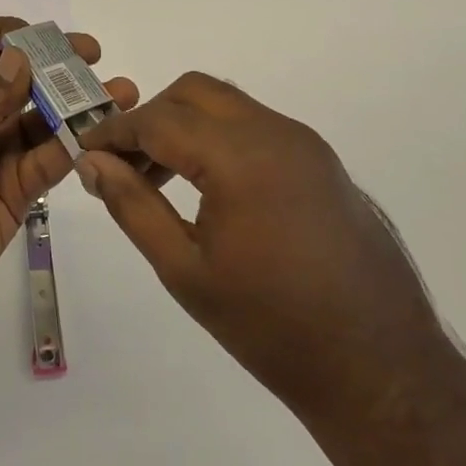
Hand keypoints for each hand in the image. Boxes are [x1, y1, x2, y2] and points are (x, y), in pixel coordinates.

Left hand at [0, 17, 138, 312]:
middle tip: (94, 56)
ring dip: (80, 105)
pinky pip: (53, 161)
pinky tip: (101, 136)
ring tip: (119, 94)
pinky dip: (76, 147)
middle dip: (60, 65)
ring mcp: (5, 150)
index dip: (17, 36)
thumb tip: (22, 58)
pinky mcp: (21, 188)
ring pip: (49, 119)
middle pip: (28, 79)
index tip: (49, 38)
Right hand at [76, 73, 443, 439]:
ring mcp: (306, 144)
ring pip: (228, 105)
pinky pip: (256, 126)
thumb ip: (132, 206)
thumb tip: (92, 162)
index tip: (84, 149)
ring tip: (160, 177)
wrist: (381, 372)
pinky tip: (209, 187)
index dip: (114, 132)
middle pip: (195, 92)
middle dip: (151, 117)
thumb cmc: (272, 328)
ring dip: (186, 124)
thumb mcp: (185, 271)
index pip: (159, 120)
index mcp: (241, 158)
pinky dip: (220, 138)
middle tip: (125, 163)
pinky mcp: (321, 162)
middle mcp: (277, 134)